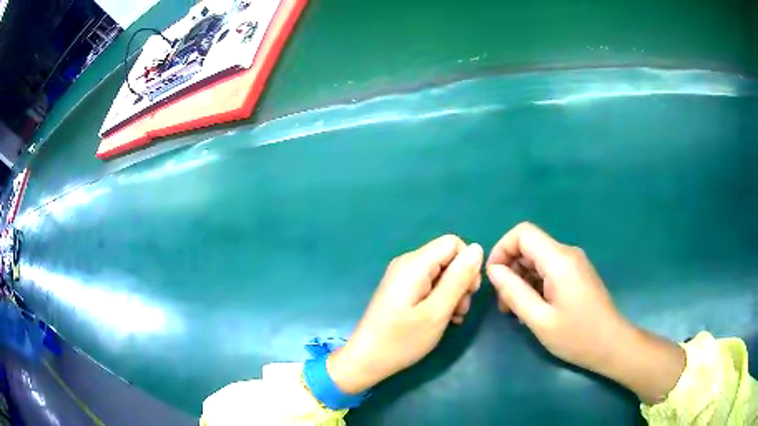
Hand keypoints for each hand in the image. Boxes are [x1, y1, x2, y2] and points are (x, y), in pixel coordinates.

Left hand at [328, 235, 483, 393]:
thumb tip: (476, 248)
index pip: (453, 243)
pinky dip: (441, 299)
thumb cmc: (402, 340)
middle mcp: (407, 263)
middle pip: (447, 258)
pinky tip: (442, 319)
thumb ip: (458, 279)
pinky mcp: (402, 290)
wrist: (367, 359)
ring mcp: (403, 277)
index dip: (467, 264)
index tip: (469, 291)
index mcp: (415, 263)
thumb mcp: (437, 311)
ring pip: (441, 273)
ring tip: (452, 318)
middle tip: (460, 310)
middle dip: (461, 281)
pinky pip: (429, 284)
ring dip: (453, 294)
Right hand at [486, 222, 684, 403]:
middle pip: (529, 246)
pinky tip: (534, 309)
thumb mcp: (539, 319)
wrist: (611, 345)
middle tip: (504, 304)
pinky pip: (549, 270)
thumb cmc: (576, 336)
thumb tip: (493, 270)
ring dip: (522, 280)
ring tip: (516, 311)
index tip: (494, 278)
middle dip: (510, 270)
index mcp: (559, 260)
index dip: (502, 249)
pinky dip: (535, 284)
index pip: (523, 233)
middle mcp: (567, 254)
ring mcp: (574, 263)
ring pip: (538, 260)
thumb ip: (514, 292)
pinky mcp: (577, 274)